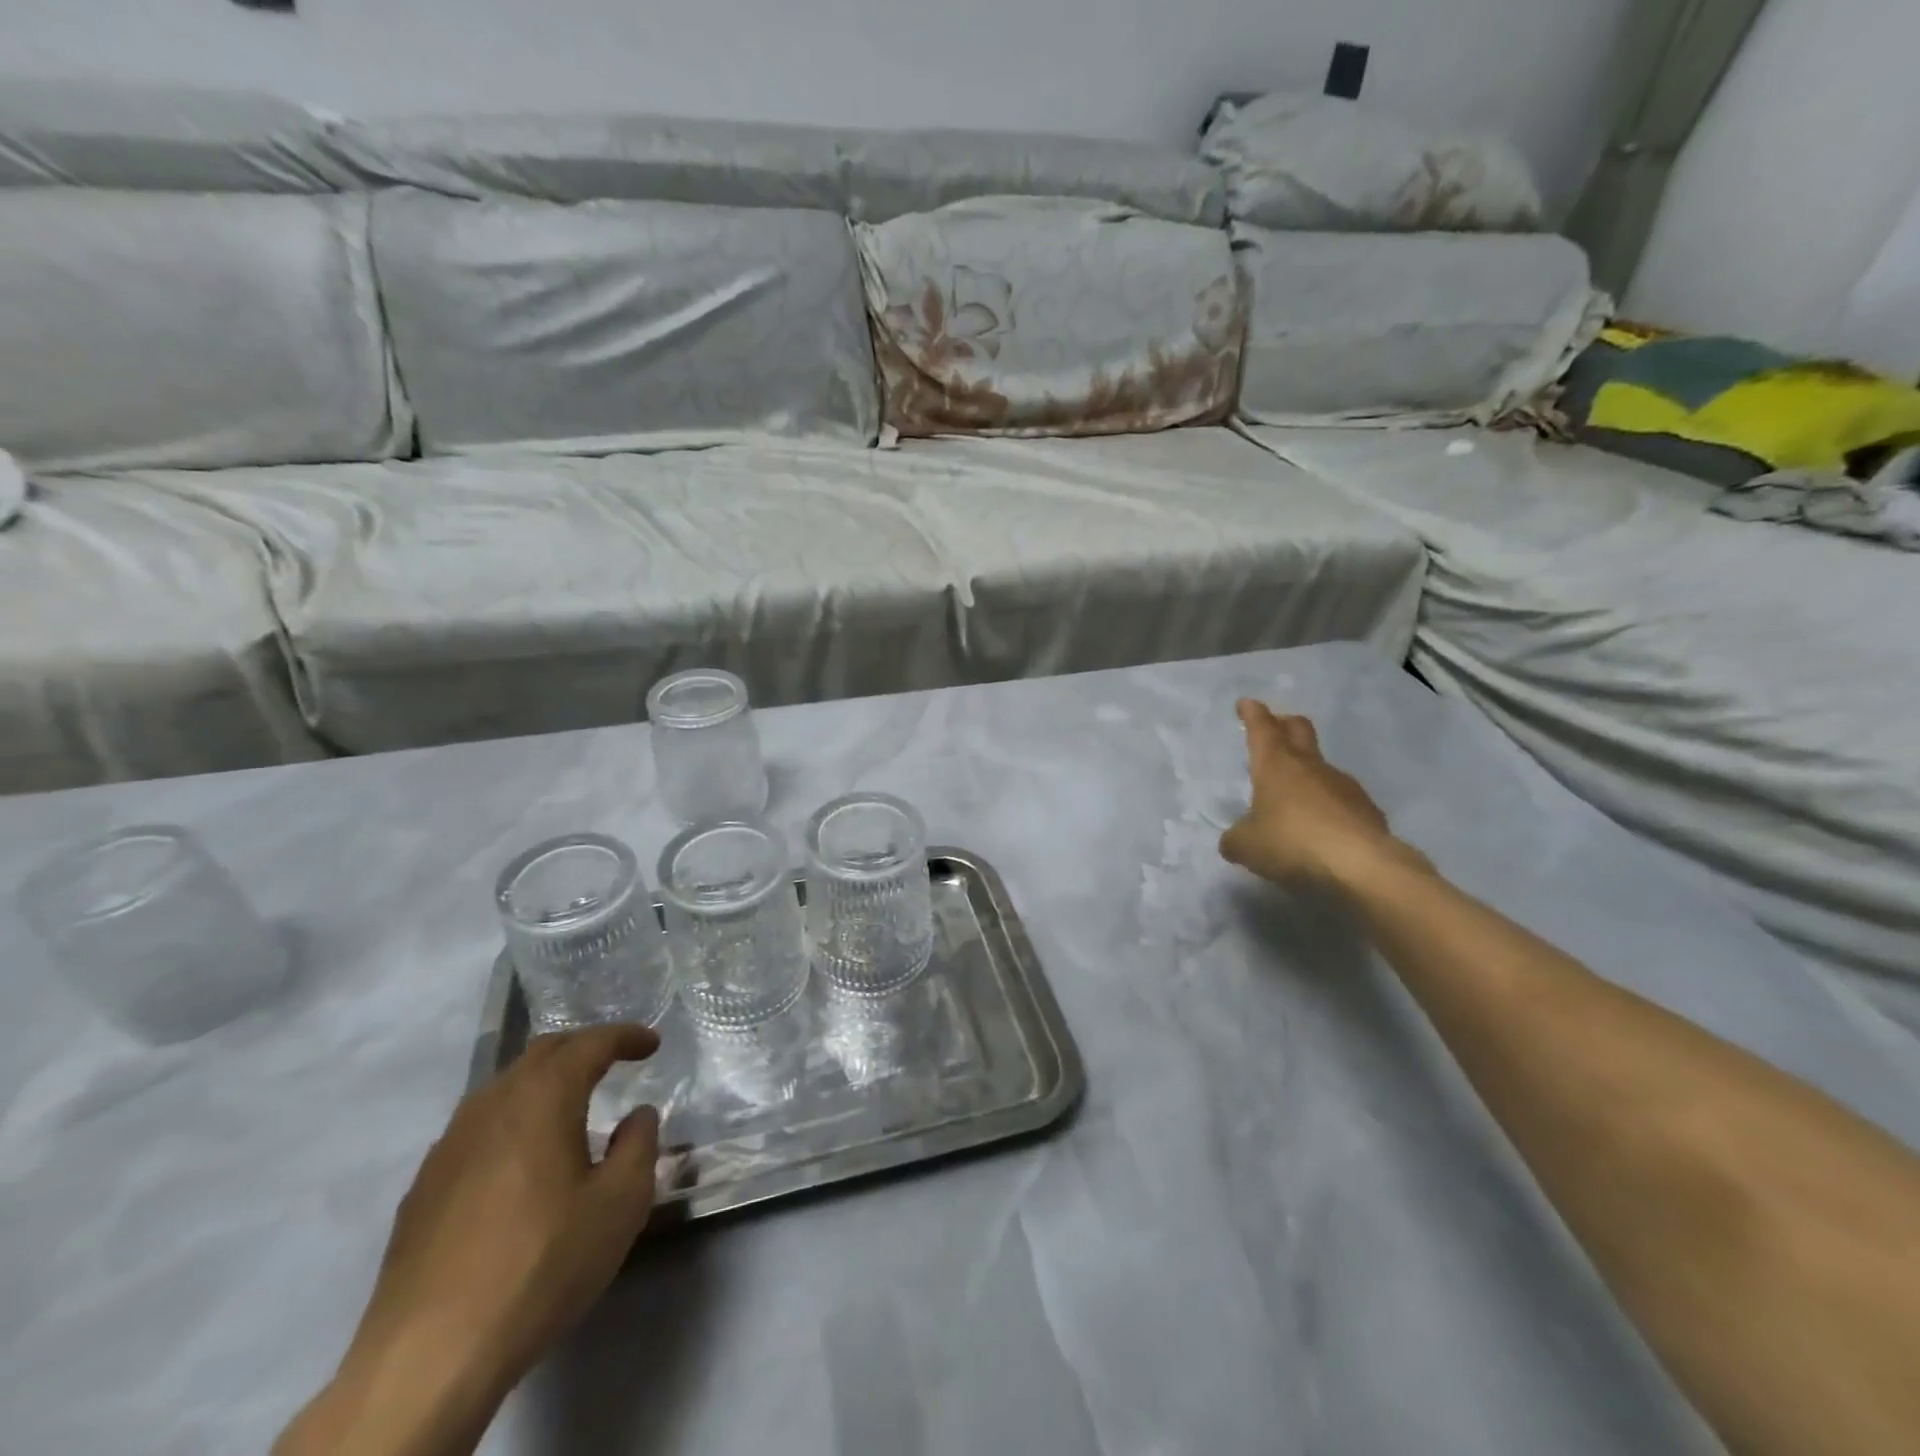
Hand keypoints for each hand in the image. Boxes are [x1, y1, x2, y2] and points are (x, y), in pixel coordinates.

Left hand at [278, 1025, 661, 1455]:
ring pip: (504, 1088)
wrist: (428, 1357)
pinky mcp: (423, 1188)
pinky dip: (512, 1119)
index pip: (590, 1044)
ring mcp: (449, 1146)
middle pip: (541, 1053)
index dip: (626, 1036)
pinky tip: (521, 1158)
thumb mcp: (620, 1203)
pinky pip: (478, 1127)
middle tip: (615, 1059)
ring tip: (571, 1104)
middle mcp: (492, 1105)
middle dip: (583, 1047)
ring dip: (544, 1082)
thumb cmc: (541, 1264)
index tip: (652, 1044)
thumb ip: (639, 1144)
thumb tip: (636, 1116)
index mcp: (543, 1098)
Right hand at [1219, 700, 1416, 889]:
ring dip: (1307, 770)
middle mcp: (1310, 766)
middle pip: (1299, 730)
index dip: (1253, 714)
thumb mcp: (1246, 846)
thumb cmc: (1292, 844)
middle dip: (1284, 723)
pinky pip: (1341, 797)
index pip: (1262, 728)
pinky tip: (1323, 825)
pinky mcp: (1367, 809)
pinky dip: (1328, 803)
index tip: (1247, 703)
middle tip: (1276, 725)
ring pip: (1321, 766)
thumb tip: (1234, 839)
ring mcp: (1343, 785)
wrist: (1362, 867)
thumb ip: (1235, 839)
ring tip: (1295, 793)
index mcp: (1276, 766)